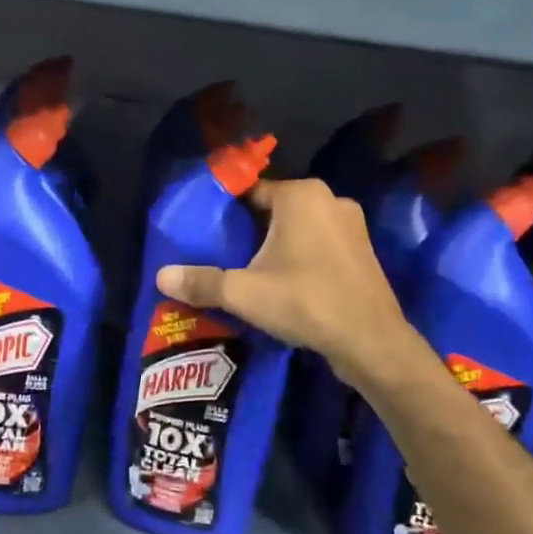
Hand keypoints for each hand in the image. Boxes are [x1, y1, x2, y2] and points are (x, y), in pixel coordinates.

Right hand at [157, 177, 417, 385]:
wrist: (371, 342)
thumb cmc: (305, 302)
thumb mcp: (244, 293)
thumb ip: (201, 282)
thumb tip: (160, 277)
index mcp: (300, 195)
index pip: (250, 191)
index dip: (225, 211)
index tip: (206, 232)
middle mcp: (329, 199)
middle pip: (274, 208)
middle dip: (249, 229)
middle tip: (223, 254)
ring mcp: (351, 225)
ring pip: (299, 226)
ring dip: (276, 243)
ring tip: (250, 270)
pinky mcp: (362, 251)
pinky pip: (319, 243)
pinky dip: (301, 255)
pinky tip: (285, 282)